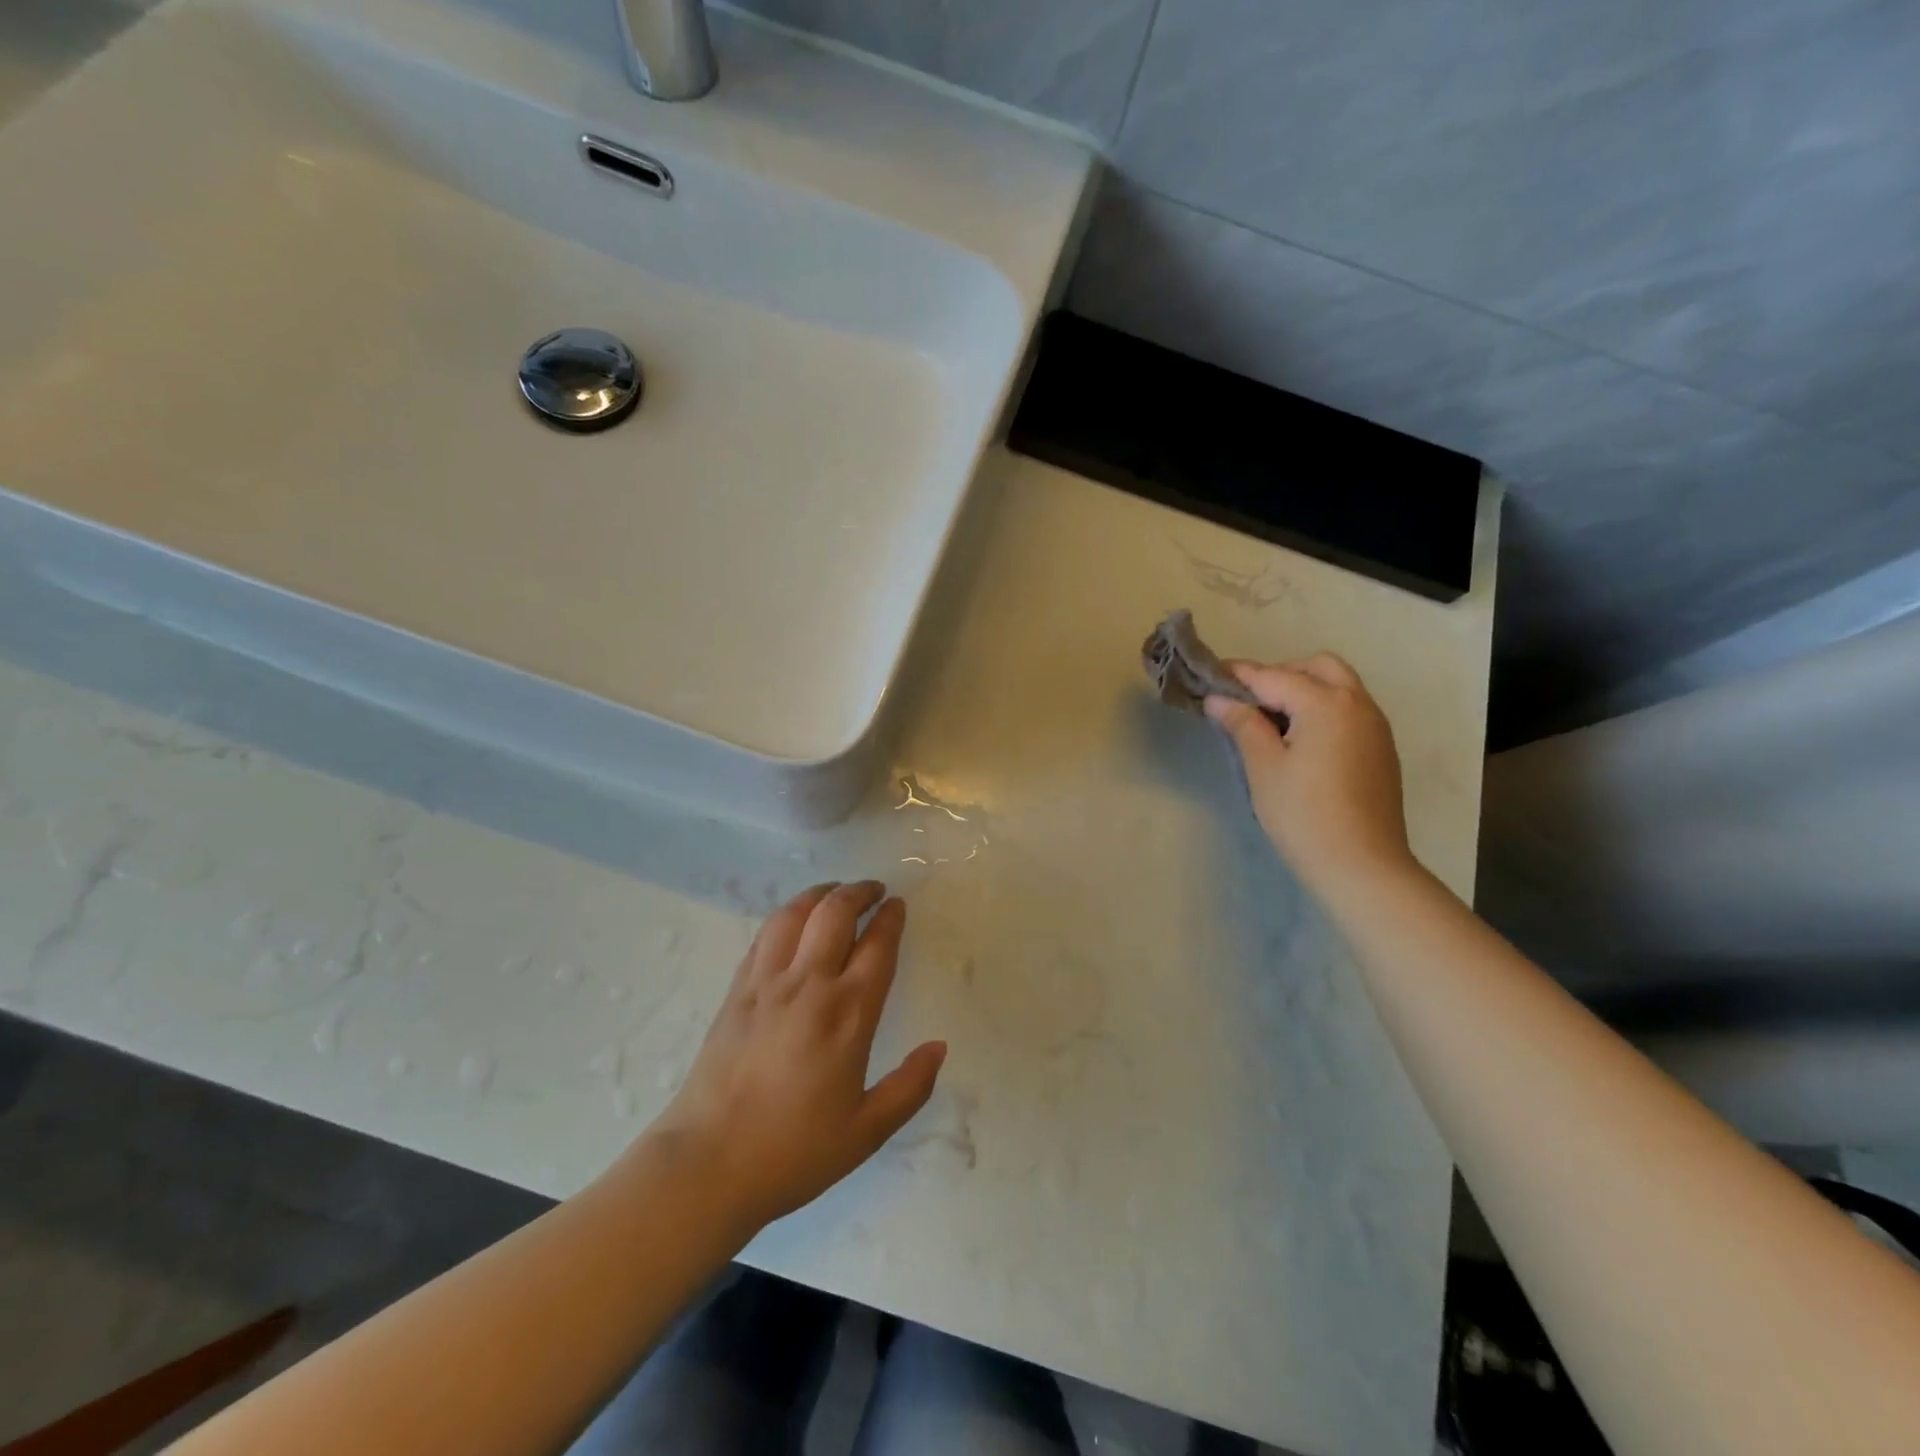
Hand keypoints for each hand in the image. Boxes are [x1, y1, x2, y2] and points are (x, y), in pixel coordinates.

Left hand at [650, 882, 945, 1231]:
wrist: (707, 1165)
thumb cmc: (793, 1152)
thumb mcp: (867, 1131)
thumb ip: (910, 1087)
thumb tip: (939, 1047)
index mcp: (848, 1014)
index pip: (877, 946)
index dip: (891, 919)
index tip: (898, 906)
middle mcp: (809, 984)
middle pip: (835, 913)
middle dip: (859, 892)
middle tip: (874, 890)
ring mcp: (767, 983)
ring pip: (795, 913)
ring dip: (820, 894)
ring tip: (835, 892)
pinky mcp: (736, 991)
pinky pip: (764, 935)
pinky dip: (786, 916)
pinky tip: (793, 922)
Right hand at [1204, 654, 1417, 900]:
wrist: (1362, 866)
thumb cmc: (1304, 815)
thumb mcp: (1263, 767)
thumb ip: (1242, 724)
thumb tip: (1218, 699)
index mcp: (1326, 704)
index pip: (1273, 677)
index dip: (1238, 676)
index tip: (1209, 676)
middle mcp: (1357, 704)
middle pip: (1316, 668)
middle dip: (1279, 674)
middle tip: (1247, 701)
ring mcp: (1375, 726)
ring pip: (1338, 686)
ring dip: (1303, 689)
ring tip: (1270, 721)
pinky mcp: (1381, 748)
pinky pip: (1349, 709)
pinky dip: (1322, 709)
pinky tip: (1300, 740)